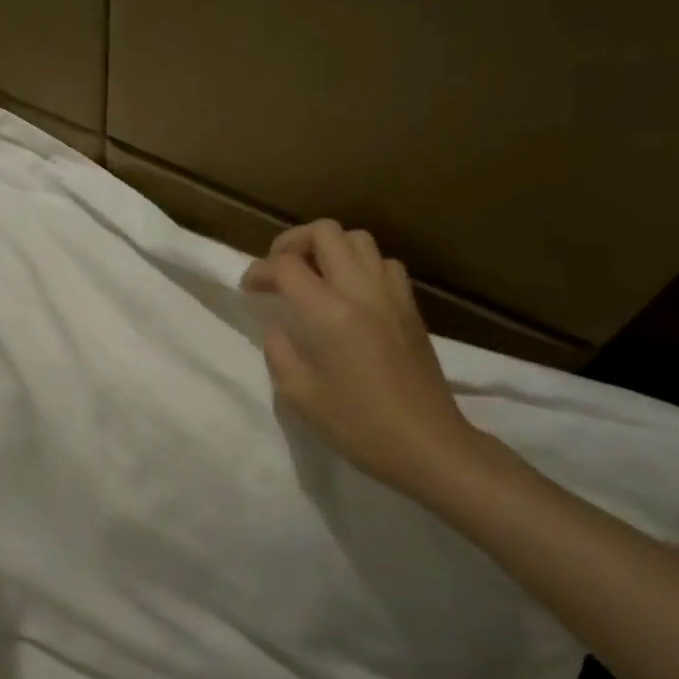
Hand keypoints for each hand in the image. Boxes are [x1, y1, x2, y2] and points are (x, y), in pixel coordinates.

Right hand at [242, 220, 485, 493]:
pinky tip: (351, 292)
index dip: (259, 270)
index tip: (249, 289)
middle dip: (293, 242)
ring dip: (329, 248)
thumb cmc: (359, 426)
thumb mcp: (300, 395)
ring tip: (314, 275)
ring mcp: (391, 296)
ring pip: (358, 239)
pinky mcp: (411, 307)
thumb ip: (279, 352)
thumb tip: (276, 327)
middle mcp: (361, 292)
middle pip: (325, 232)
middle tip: (279, 269)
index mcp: (329, 314)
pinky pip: (384, 263)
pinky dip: (361, 264)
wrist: (429, 446)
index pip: (286, 265)